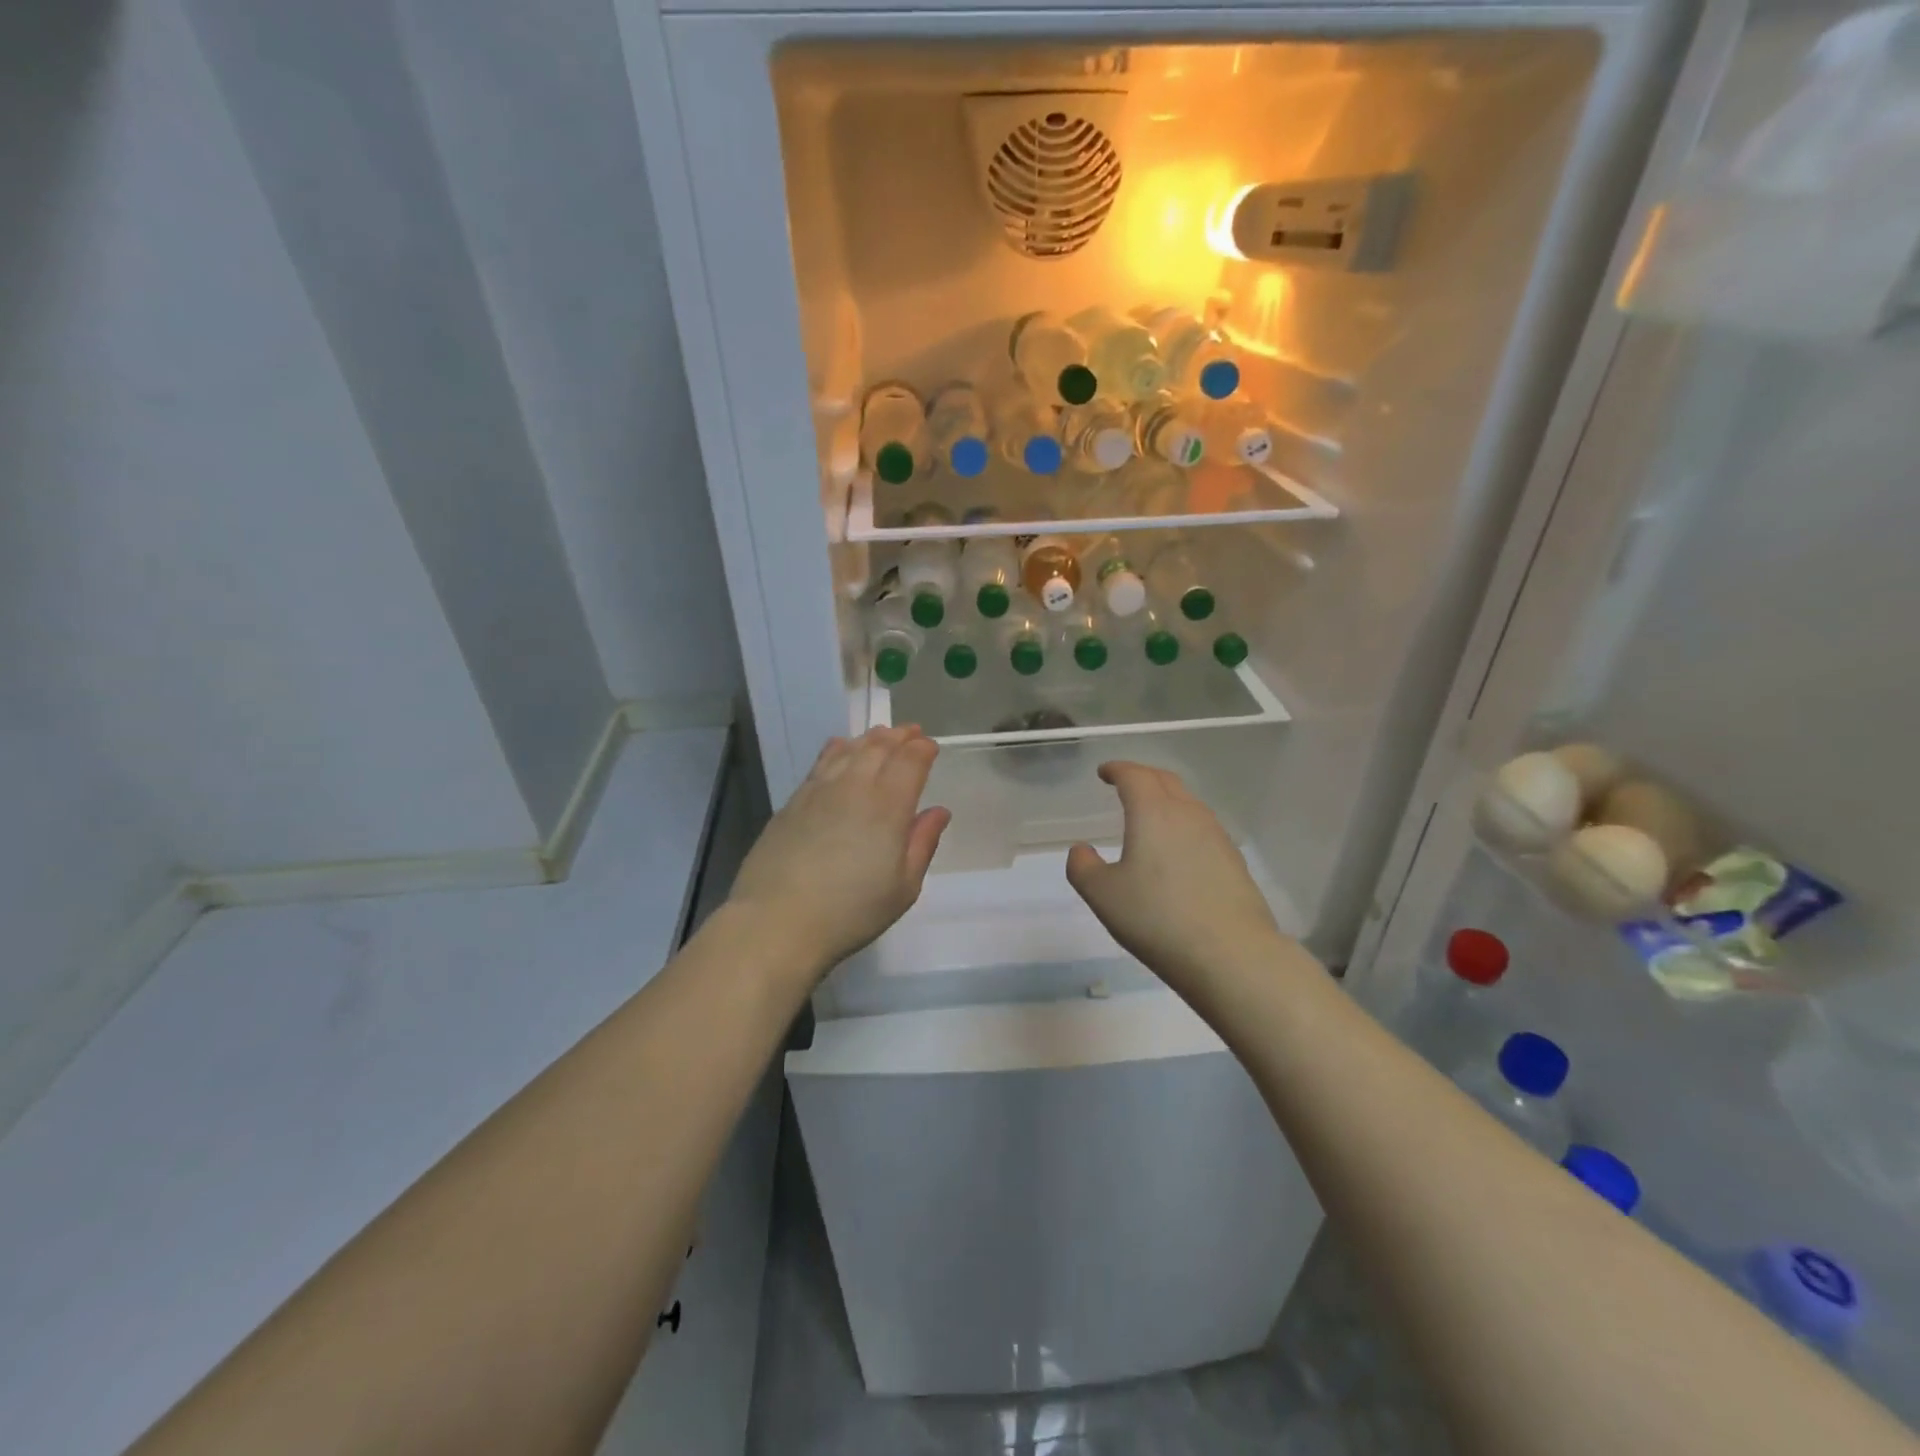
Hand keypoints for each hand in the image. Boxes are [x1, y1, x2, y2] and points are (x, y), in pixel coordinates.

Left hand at [727, 726, 950, 972]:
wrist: (778, 920)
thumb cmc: (851, 911)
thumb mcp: (903, 887)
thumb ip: (923, 843)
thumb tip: (939, 811)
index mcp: (889, 805)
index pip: (910, 761)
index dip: (923, 749)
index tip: (930, 747)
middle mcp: (855, 786)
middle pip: (880, 746)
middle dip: (899, 736)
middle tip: (911, 733)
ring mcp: (820, 790)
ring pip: (849, 749)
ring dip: (870, 738)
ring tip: (881, 736)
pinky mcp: (794, 800)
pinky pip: (822, 761)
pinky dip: (838, 748)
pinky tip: (840, 748)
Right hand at [1066, 762, 1281, 993]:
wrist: (1231, 954)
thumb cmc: (1157, 918)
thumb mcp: (1103, 895)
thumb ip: (1083, 867)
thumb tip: (1081, 850)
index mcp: (1153, 812)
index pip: (1134, 775)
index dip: (1117, 769)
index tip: (1105, 772)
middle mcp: (1188, 814)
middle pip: (1165, 781)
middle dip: (1143, 776)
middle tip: (1126, 784)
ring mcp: (1216, 836)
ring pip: (1188, 803)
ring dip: (1167, 799)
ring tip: (1151, 815)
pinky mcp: (1234, 861)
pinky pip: (1203, 828)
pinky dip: (1184, 825)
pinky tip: (1178, 850)